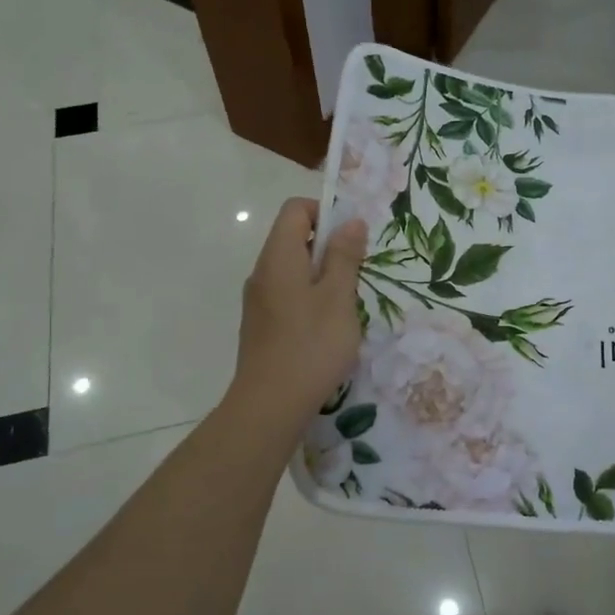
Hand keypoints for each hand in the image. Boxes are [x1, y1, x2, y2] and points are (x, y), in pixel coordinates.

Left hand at [230, 198, 366, 431]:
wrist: (270, 405)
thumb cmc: (311, 345)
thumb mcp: (338, 297)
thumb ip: (345, 257)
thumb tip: (350, 221)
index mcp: (279, 257)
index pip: (295, 210)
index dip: (325, 213)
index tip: (351, 241)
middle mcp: (262, 272)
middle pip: (293, 239)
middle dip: (329, 249)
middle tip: (356, 277)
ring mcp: (258, 301)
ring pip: (293, 271)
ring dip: (322, 278)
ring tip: (345, 307)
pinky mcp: (261, 325)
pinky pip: (287, 296)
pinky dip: (309, 300)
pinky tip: (326, 330)